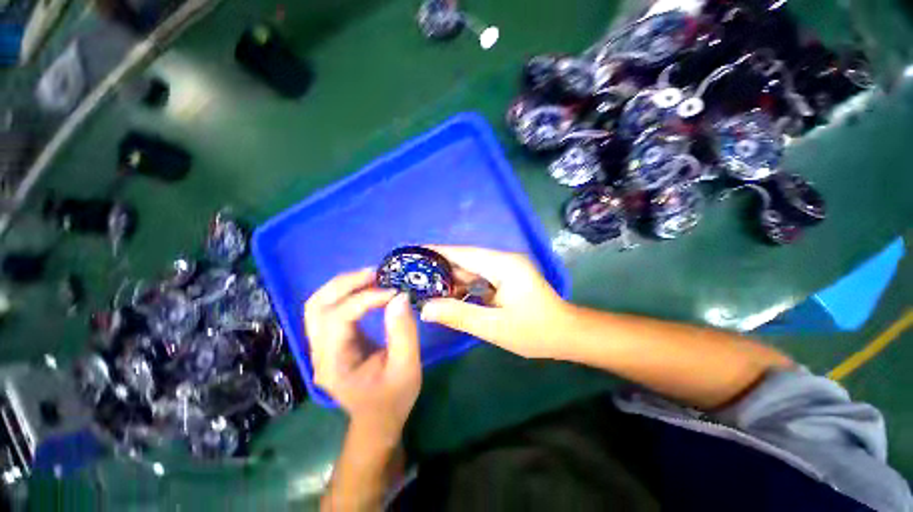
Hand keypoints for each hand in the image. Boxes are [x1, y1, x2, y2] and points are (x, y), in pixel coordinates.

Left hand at [305, 269, 421, 441]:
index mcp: (334, 364)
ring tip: (372, 276)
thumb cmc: (393, 398)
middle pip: (317, 306)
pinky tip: (367, 288)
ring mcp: (321, 346)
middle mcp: (319, 352)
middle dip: (347, 284)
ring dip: (343, 285)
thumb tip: (400, 296)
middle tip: (377, 274)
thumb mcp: (406, 367)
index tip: (395, 292)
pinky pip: (329, 308)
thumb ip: (403, 332)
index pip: (339, 318)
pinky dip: (345, 293)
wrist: (378, 420)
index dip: (367, 299)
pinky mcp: (330, 340)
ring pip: (318, 304)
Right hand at [420, 246, 572, 358]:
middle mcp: (502, 260)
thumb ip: (459, 315)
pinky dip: (462, 285)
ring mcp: (504, 268)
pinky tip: (447, 295)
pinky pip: (478, 278)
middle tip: (412, 274)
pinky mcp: (505, 278)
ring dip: (449, 278)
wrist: (566, 334)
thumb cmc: (536, 331)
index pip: (462, 253)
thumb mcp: (494, 327)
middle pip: (464, 259)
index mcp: (503, 265)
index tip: (412, 253)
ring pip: (470, 269)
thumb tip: (425, 309)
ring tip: (423, 285)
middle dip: (439, 267)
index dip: (436, 252)